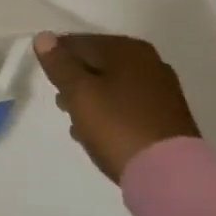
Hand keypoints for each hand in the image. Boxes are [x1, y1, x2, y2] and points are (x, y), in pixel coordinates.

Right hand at [35, 32, 198, 181]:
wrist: (171, 179)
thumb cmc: (117, 127)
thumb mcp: (79, 93)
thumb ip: (59, 64)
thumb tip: (44, 37)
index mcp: (128, 49)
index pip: (80, 42)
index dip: (58, 58)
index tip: (46, 80)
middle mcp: (149, 62)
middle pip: (98, 64)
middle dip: (76, 81)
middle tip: (62, 104)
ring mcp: (162, 91)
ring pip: (113, 86)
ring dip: (92, 100)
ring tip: (77, 125)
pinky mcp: (168, 119)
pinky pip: (129, 106)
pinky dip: (111, 114)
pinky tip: (101, 135)